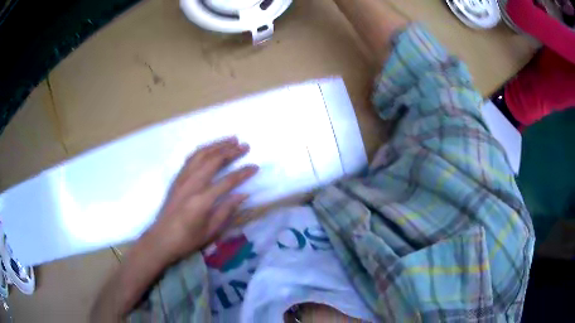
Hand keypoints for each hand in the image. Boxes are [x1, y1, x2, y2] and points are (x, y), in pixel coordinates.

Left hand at [146, 137, 257, 261]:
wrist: (161, 239)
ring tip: (230, 139)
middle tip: (245, 145)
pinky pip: (190, 158)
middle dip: (230, 151)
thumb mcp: (211, 231)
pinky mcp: (177, 179)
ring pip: (200, 155)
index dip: (242, 173)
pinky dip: (202, 150)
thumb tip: (243, 194)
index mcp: (202, 200)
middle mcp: (191, 184)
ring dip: (216, 145)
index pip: (227, 181)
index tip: (255, 167)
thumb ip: (226, 210)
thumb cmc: (187, 239)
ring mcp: (182, 179)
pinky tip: (210, 148)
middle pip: (213, 161)